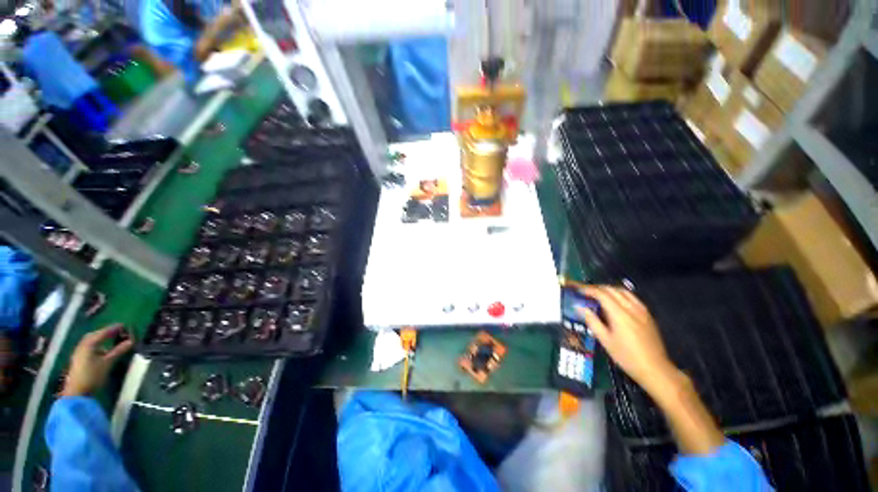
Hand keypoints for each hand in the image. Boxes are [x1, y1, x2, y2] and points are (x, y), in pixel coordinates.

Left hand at [62, 324, 132, 396]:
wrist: (77, 392)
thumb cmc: (93, 375)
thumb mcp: (108, 363)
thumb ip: (119, 351)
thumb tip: (131, 341)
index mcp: (89, 344)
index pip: (103, 333)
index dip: (113, 328)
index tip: (124, 325)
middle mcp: (82, 345)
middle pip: (94, 335)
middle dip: (105, 332)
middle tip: (116, 331)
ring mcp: (79, 352)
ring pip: (90, 341)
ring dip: (100, 338)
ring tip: (109, 339)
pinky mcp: (78, 359)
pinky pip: (88, 347)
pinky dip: (96, 345)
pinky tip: (100, 350)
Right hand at [577, 286, 679, 396]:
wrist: (656, 369)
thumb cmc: (627, 357)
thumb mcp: (605, 341)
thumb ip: (592, 321)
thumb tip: (579, 307)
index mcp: (620, 314)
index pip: (601, 294)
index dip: (588, 290)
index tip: (577, 290)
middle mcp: (631, 308)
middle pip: (612, 290)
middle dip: (596, 288)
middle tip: (584, 292)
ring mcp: (642, 310)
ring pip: (622, 291)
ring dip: (608, 289)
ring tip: (597, 294)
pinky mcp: (648, 314)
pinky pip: (631, 297)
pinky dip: (619, 294)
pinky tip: (615, 301)